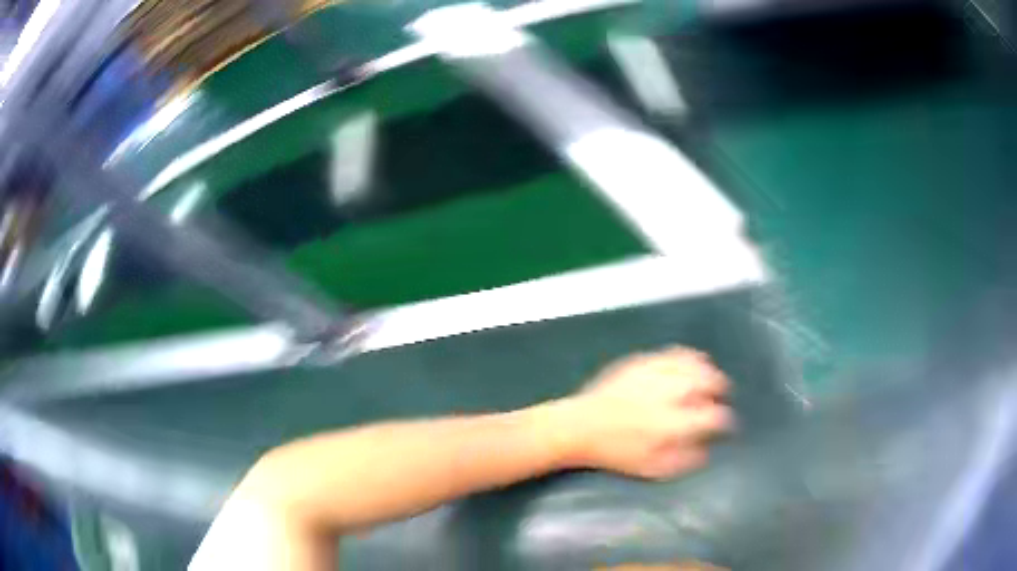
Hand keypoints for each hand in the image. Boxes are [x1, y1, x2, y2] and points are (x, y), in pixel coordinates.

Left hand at [554, 347, 733, 478]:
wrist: (580, 427)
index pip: (715, 416)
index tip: (727, 424)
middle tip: (722, 396)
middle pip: (710, 381)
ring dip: (707, 371)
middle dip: (721, 389)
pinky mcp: (643, 361)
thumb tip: (708, 449)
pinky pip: (674, 353)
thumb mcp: (652, 469)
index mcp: (674, 423)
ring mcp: (656, 373)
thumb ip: (685, 459)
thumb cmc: (617, 453)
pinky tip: (688, 366)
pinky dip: (687, 358)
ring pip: (694, 363)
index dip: (727, 420)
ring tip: (710, 378)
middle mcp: (670, 393)